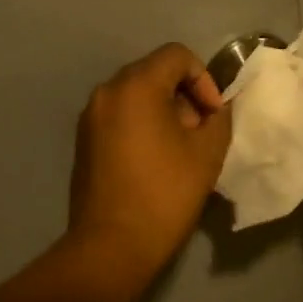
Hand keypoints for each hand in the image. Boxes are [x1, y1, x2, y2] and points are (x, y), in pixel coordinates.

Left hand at [67, 44, 232, 281]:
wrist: (111, 246)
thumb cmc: (164, 194)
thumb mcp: (207, 153)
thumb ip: (218, 118)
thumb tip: (215, 109)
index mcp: (135, 86)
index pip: (176, 55)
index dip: (203, 79)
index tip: (213, 115)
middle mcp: (107, 92)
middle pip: (154, 72)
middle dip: (184, 94)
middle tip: (200, 131)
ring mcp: (90, 117)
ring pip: (135, 94)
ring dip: (163, 109)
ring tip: (180, 147)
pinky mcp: (83, 140)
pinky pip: (119, 115)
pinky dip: (141, 123)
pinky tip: (155, 159)